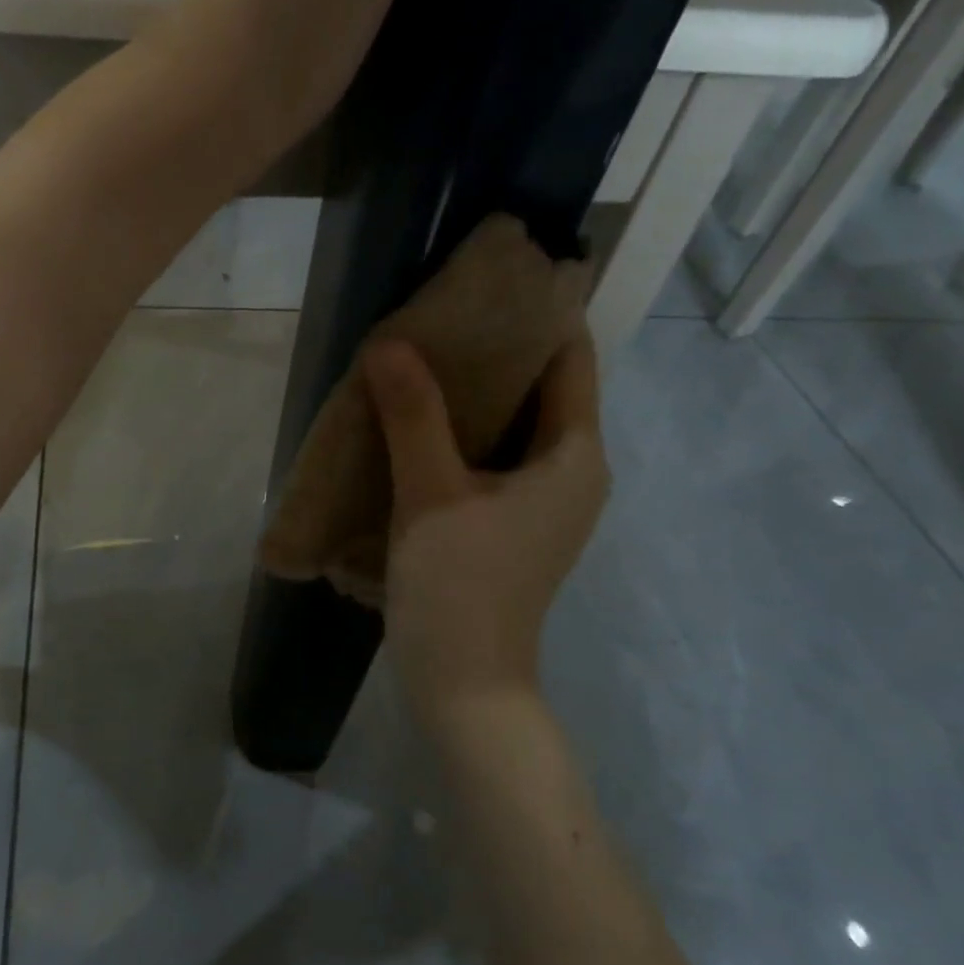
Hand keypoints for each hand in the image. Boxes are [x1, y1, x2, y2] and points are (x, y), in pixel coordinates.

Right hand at [367, 331, 608, 712]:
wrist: (463, 684)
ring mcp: (546, 504)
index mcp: (575, 456)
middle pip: (543, 390)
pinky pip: (496, 459)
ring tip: (421, 359)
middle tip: (438, 316)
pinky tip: (418, 424)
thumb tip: (388, 344)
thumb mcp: (431, 493)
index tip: (488, 281)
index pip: (571, 359)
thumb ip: (413, 414)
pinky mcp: (515, 526)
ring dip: (475, 395)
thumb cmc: (460, 586)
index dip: (537, 315)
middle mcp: (573, 473)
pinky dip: (465, 434)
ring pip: (515, 427)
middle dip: (496, 352)